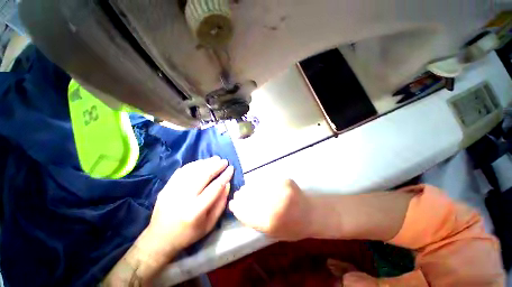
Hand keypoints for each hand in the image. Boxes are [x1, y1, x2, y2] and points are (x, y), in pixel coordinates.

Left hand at [148, 156, 233, 253]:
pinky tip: (201, 162)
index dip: (225, 176)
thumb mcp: (210, 224)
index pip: (214, 188)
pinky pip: (181, 171)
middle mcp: (182, 199)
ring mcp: (172, 191)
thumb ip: (220, 203)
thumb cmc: (189, 234)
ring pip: (192, 171)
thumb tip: (227, 184)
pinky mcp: (165, 187)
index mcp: (195, 211)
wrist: (159, 239)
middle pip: (203, 176)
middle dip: (216, 166)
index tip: (231, 169)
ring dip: (205, 162)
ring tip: (215, 159)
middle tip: (224, 161)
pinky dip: (193, 164)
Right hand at [229, 179, 312, 240]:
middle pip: (249, 196)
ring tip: (246, 189)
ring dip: (248, 187)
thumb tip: (236, 207)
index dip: (237, 206)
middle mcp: (274, 204)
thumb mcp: (270, 232)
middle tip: (238, 194)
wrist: (310, 213)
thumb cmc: (291, 227)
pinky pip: (265, 179)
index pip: (245, 212)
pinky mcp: (284, 179)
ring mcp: (280, 189)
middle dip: (241, 195)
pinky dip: (258, 182)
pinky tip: (257, 185)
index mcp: (270, 221)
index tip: (233, 203)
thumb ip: (252, 220)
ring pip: (255, 185)